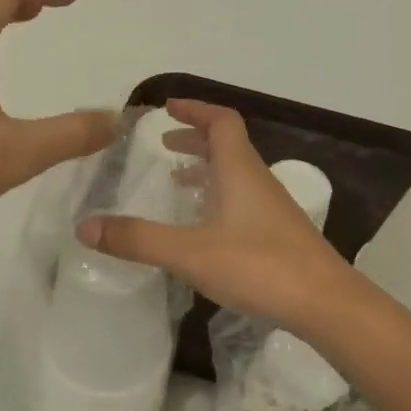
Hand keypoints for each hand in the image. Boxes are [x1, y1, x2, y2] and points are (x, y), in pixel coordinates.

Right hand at [78, 100, 353, 330]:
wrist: (325, 303)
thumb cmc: (259, 266)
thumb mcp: (190, 253)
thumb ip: (138, 239)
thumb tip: (85, 226)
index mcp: (239, 170)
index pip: (220, 121)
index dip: (194, 109)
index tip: (166, 108)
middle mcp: (257, 181)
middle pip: (228, 145)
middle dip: (195, 139)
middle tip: (163, 145)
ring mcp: (271, 208)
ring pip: (235, 174)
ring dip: (206, 168)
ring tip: (177, 179)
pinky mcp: (277, 234)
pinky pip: (242, 200)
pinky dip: (218, 196)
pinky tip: (204, 225)